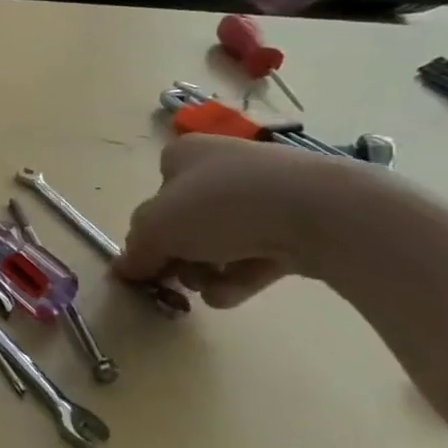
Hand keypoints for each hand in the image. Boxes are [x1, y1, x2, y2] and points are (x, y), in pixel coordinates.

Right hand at [113, 135, 366, 307]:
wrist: (323, 212)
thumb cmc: (221, 207)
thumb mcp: (156, 229)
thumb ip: (135, 250)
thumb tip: (124, 269)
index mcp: (185, 155)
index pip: (155, 195)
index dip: (150, 231)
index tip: (151, 260)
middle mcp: (224, 167)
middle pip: (187, 223)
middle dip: (180, 257)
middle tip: (180, 279)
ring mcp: (266, 193)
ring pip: (220, 241)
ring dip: (207, 272)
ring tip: (211, 289)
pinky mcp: (300, 222)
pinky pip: (257, 252)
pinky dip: (241, 276)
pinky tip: (234, 293)